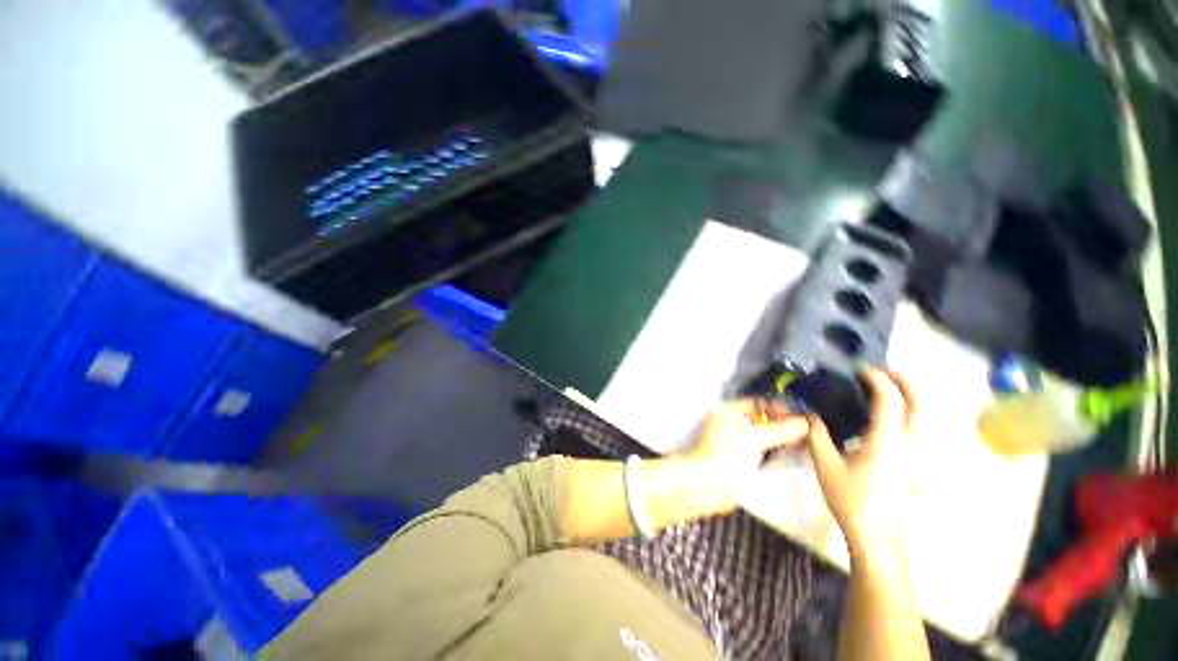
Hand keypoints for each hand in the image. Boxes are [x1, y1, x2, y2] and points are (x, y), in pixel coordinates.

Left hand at [677, 399, 810, 511]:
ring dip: (776, 441)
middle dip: (779, 426)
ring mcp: (731, 442)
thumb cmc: (728, 454)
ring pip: (759, 437)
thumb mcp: (756, 438)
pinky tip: (788, 459)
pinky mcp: (736, 459)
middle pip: (759, 420)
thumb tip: (804, 423)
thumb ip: (780, 430)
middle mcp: (728, 423)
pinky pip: (757, 452)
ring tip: (801, 445)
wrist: (708, 484)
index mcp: (727, 411)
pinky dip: (770, 454)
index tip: (800, 417)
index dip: (776, 408)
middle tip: (804, 433)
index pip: (756, 403)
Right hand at [806, 368, 917, 566]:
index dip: (878, 380)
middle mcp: (908, 444)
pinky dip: (908, 412)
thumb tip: (809, 413)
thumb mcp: (826, 466)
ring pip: (923, 417)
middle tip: (883, 371)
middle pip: (919, 404)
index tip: (860, 370)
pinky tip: (888, 417)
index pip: (890, 401)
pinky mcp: (913, 464)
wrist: (878, 536)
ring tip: (887, 387)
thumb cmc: (852, 500)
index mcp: (886, 442)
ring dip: (909, 396)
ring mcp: (915, 455)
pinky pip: (917, 428)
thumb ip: (817, 435)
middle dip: (905, 382)